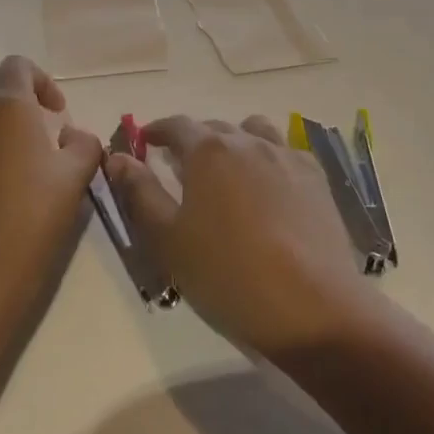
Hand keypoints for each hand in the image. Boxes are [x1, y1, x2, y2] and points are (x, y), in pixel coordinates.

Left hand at [0, 56, 102, 319]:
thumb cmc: (35, 216)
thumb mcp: (77, 176)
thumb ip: (83, 143)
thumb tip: (70, 136)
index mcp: (7, 110)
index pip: (17, 67)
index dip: (40, 81)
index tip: (55, 114)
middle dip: (21, 129)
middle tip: (42, 167)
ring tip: (11, 195)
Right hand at [105, 115, 373, 357]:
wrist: (313, 308)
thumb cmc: (228, 275)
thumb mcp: (168, 240)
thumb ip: (140, 192)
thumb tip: (118, 157)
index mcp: (208, 151)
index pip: (176, 125)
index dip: (156, 131)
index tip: (145, 142)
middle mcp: (248, 141)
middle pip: (214, 128)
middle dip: (193, 141)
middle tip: (181, 168)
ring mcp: (287, 157)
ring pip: (254, 132)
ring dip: (234, 142)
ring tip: (228, 173)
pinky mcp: (316, 178)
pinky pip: (285, 151)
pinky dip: (268, 158)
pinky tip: (268, 187)